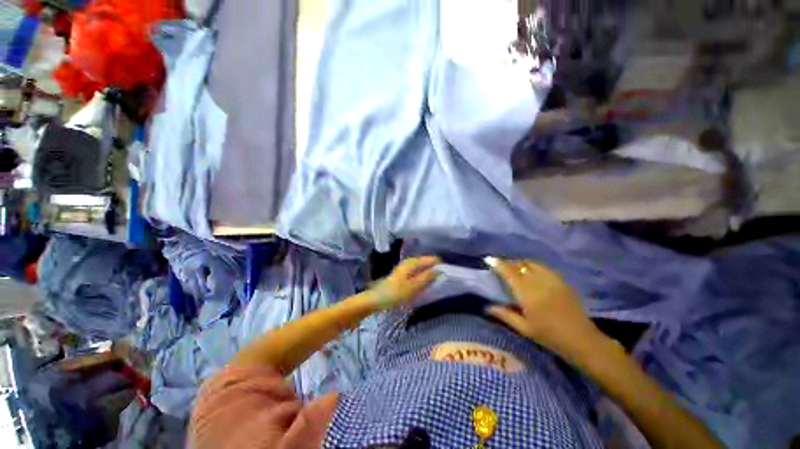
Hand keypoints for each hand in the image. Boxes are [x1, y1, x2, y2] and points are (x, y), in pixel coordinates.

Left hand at [370, 256, 439, 309]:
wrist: (377, 299)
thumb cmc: (395, 293)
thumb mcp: (413, 287)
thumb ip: (427, 278)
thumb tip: (440, 270)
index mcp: (412, 262)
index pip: (432, 259)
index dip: (440, 266)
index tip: (448, 275)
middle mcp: (410, 261)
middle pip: (427, 262)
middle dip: (436, 269)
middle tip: (443, 281)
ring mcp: (406, 267)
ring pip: (423, 267)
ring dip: (430, 274)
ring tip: (437, 283)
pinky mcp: (404, 274)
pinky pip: (418, 272)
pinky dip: (423, 276)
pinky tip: (425, 284)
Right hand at [485, 258, 602, 358]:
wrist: (582, 340)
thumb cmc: (550, 336)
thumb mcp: (524, 328)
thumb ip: (505, 315)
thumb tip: (487, 307)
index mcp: (527, 293)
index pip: (509, 272)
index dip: (498, 264)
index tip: (489, 260)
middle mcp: (539, 281)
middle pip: (520, 264)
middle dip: (508, 263)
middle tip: (500, 266)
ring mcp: (552, 279)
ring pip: (532, 263)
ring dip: (520, 263)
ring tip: (514, 268)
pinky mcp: (562, 281)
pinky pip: (543, 267)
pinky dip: (533, 266)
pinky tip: (531, 272)